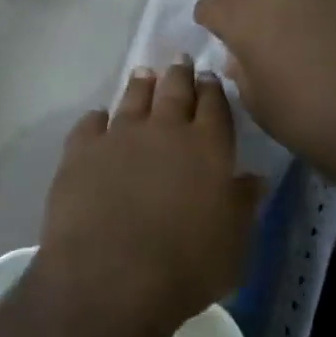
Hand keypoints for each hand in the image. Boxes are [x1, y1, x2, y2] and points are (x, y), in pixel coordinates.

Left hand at [37, 59, 259, 336]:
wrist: (111, 276)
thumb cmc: (186, 267)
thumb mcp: (233, 246)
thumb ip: (242, 206)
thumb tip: (254, 178)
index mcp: (207, 148)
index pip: (214, 107)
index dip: (213, 90)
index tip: (210, 77)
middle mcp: (164, 131)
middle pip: (174, 91)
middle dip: (179, 74)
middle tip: (180, 60)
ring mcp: (119, 136)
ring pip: (132, 98)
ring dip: (140, 85)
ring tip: (144, 74)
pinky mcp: (81, 151)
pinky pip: (90, 124)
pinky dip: (96, 118)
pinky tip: (98, 118)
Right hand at [194, 0, 335, 195]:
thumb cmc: (312, 122)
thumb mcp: (260, 106)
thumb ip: (242, 71)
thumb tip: (240, 55)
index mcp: (244, 15)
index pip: (210, 2)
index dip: (208, 18)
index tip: (214, 32)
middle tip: (243, 17)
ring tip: (285, 14)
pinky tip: (329, 23)